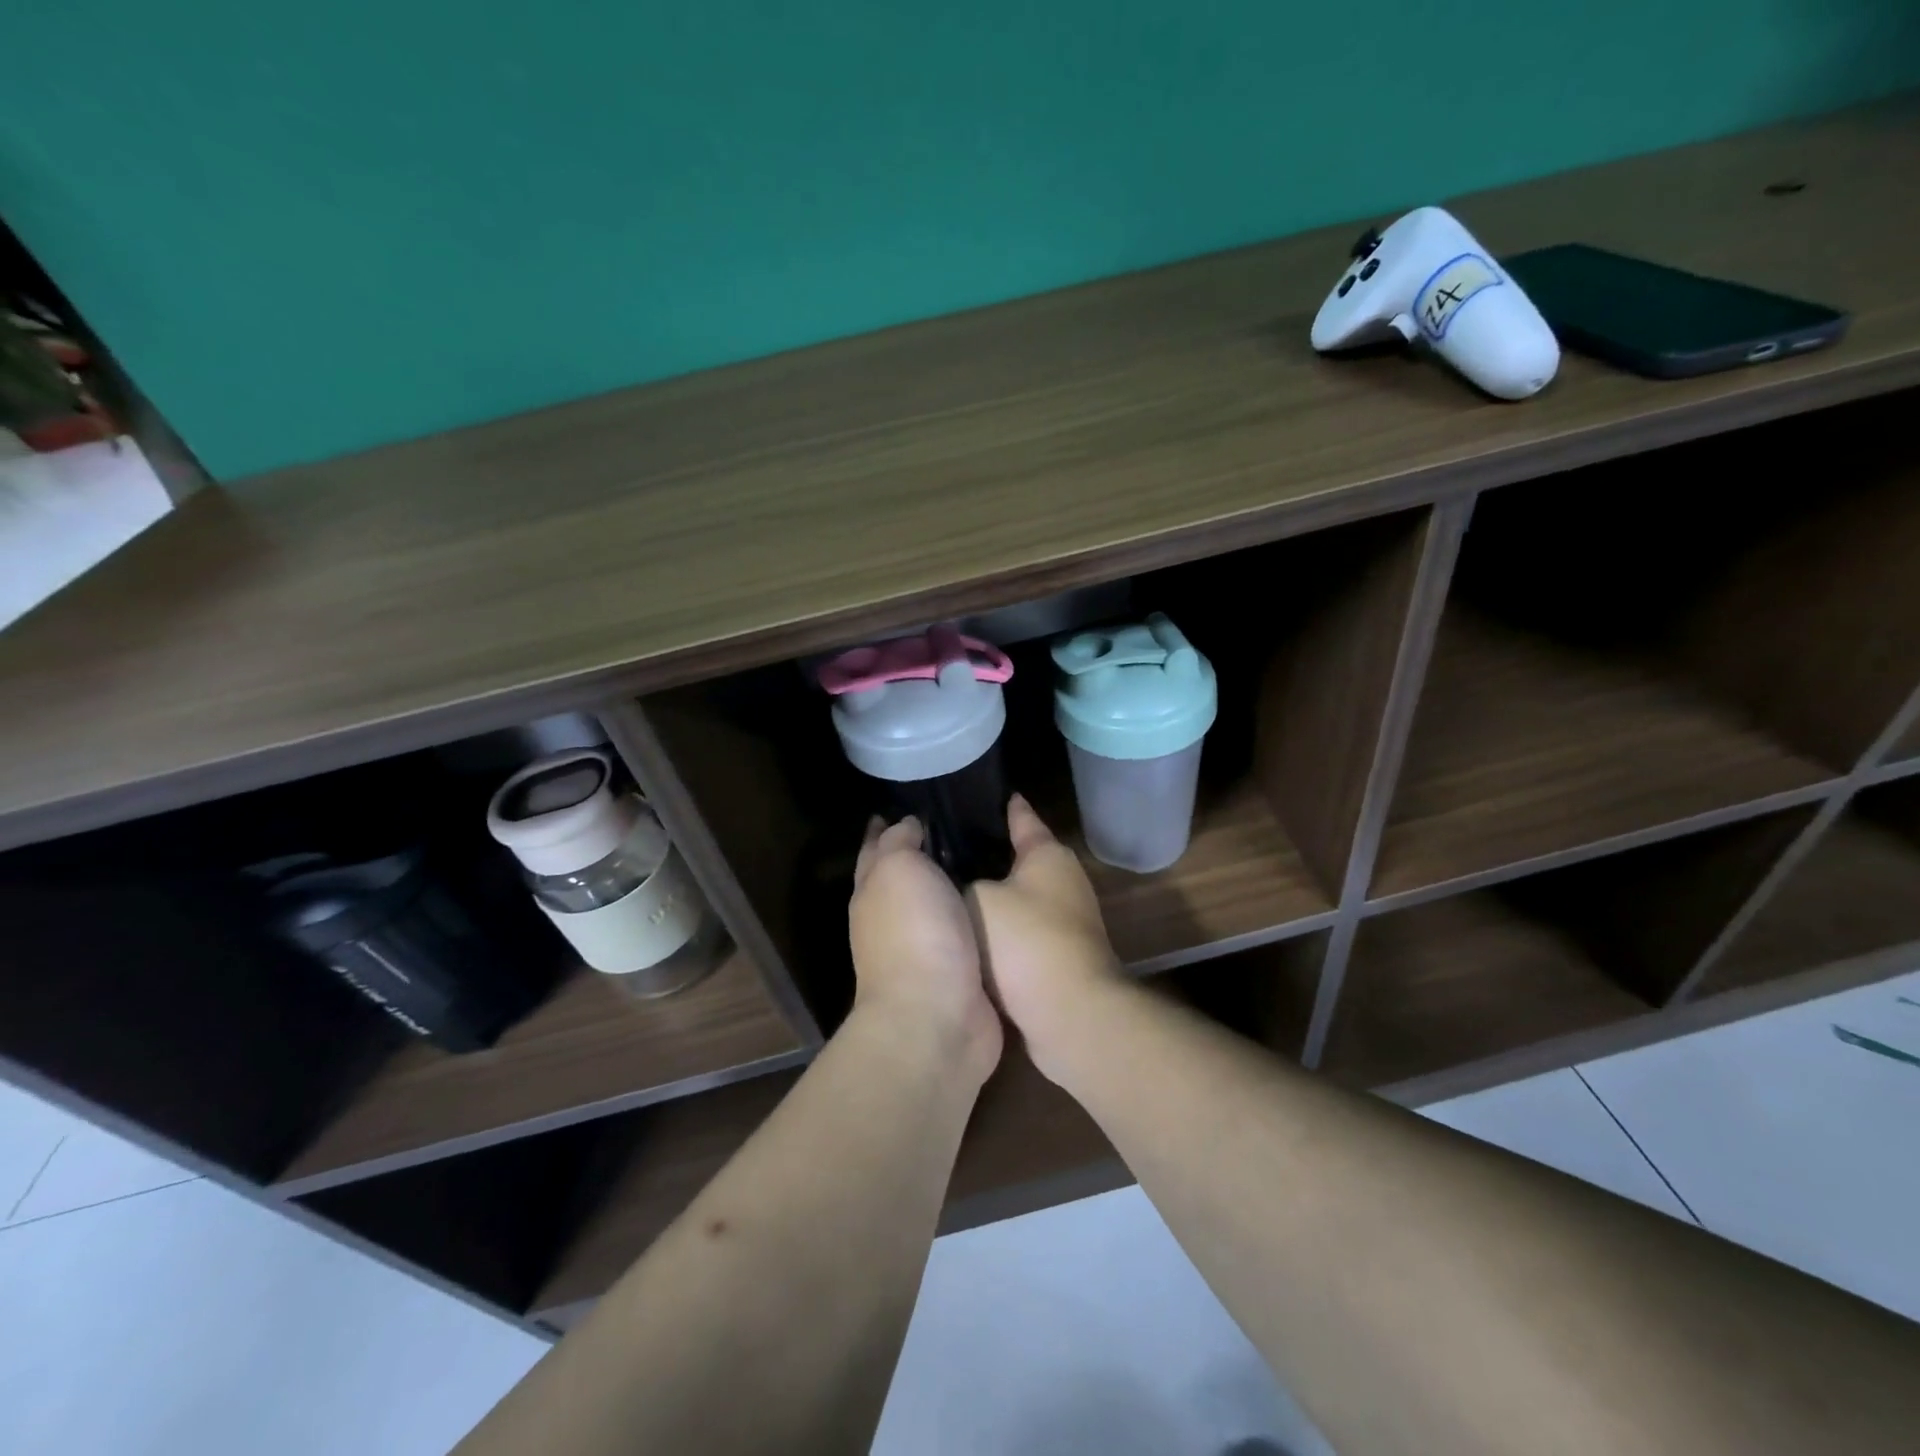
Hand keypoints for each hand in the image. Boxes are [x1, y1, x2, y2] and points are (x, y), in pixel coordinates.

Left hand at [849, 816, 1002, 1084]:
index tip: (906, 805)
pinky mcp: (958, 974)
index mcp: (873, 892)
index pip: (874, 849)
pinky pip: (967, 932)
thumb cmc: (915, 933)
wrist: (937, 1017)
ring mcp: (924, 951)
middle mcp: (892, 921)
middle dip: (921, 853)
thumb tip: (905, 824)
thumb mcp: (899, 869)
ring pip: (938, 905)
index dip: (884, 827)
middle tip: (961, 824)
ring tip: (988, 856)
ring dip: (954, 885)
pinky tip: (1001, 901)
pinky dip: (979, 915)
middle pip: (904, 877)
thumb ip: (900, 841)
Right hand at [968, 795, 1125, 1080]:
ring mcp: (1065, 921)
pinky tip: (966, 931)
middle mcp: (1063, 880)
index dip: (1003, 805)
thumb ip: (964, 882)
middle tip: (943, 845)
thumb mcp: (978, 899)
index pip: (1022, 817)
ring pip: (1017, 896)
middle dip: (986, 852)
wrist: (1068, 1015)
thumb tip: (962, 885)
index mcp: (1047, 854)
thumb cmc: (1025, 941)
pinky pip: (1019, 930)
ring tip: (948, 886)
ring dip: (991, 895)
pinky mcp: (1058, 956)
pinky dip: (997, 928)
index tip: (983, 791)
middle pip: (1019, 858)